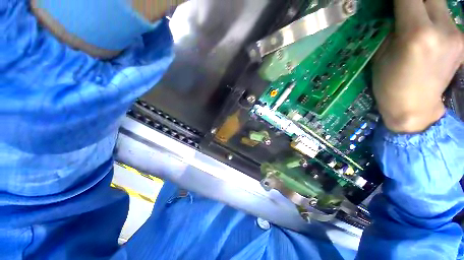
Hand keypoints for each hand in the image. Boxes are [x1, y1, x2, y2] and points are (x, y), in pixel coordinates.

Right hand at [373, 0, 463, 132]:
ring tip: (415, 21)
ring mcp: (457, 36)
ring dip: (426, 8)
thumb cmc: (390, 85)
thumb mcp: (381, 56)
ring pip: (441, 6)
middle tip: (406, 8)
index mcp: (417, 34)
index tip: (392, 3)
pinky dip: (435, 19)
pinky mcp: (462, 42)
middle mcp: (443, 29)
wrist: (416, 108)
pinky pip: (447, 20)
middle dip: (416, 0)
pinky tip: (428, 32)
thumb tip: (395, 12)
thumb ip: (391, 30)